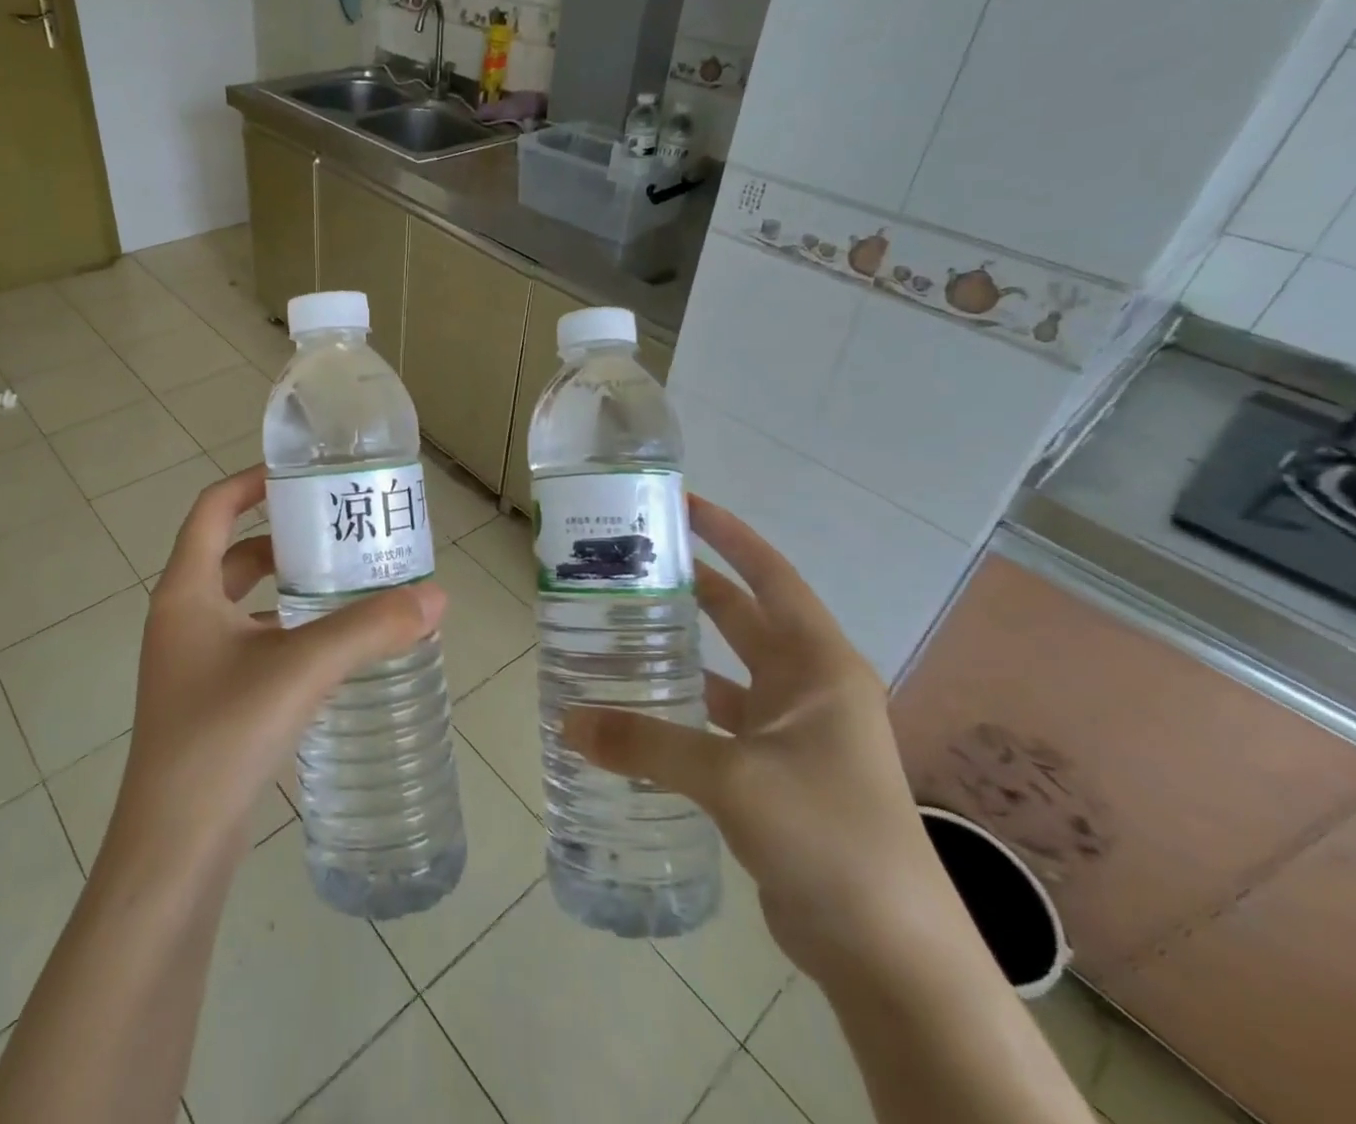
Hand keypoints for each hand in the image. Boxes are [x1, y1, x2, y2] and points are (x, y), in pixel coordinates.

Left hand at [107, 466, 447, 872]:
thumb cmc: (223, 738)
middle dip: (284, 538)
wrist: (173, 851)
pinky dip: (286, 630)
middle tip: (340, 531)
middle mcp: (182, 618)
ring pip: (243, 602)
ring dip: (288, 587)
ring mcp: (191, 662)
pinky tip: (331, 646)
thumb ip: (369, 629)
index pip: (213, 510)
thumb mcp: (301, 670)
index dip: (252, 482)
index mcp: (186, 592)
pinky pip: (251, 642)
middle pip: (233, 554)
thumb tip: (435, 597)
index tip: (302, 476)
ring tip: (346, 581)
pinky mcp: (208, 699)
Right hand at [564, 497, 948, 987]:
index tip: (681, 505)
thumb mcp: (733, 780)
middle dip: (692, 585)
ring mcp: (794, 731)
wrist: (890, 953)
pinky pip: (719, 718)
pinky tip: (637, 707)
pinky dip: (682, 706)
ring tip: (619, 626)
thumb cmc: (829, 837)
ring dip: (682, 647)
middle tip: (630, 564)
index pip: (770, 575)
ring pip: (726, 668)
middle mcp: (808, 686)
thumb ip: (646, 744)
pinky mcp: (776, 771)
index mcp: (817, 664)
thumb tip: (568, 722)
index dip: (728, 535)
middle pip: (742, 615)